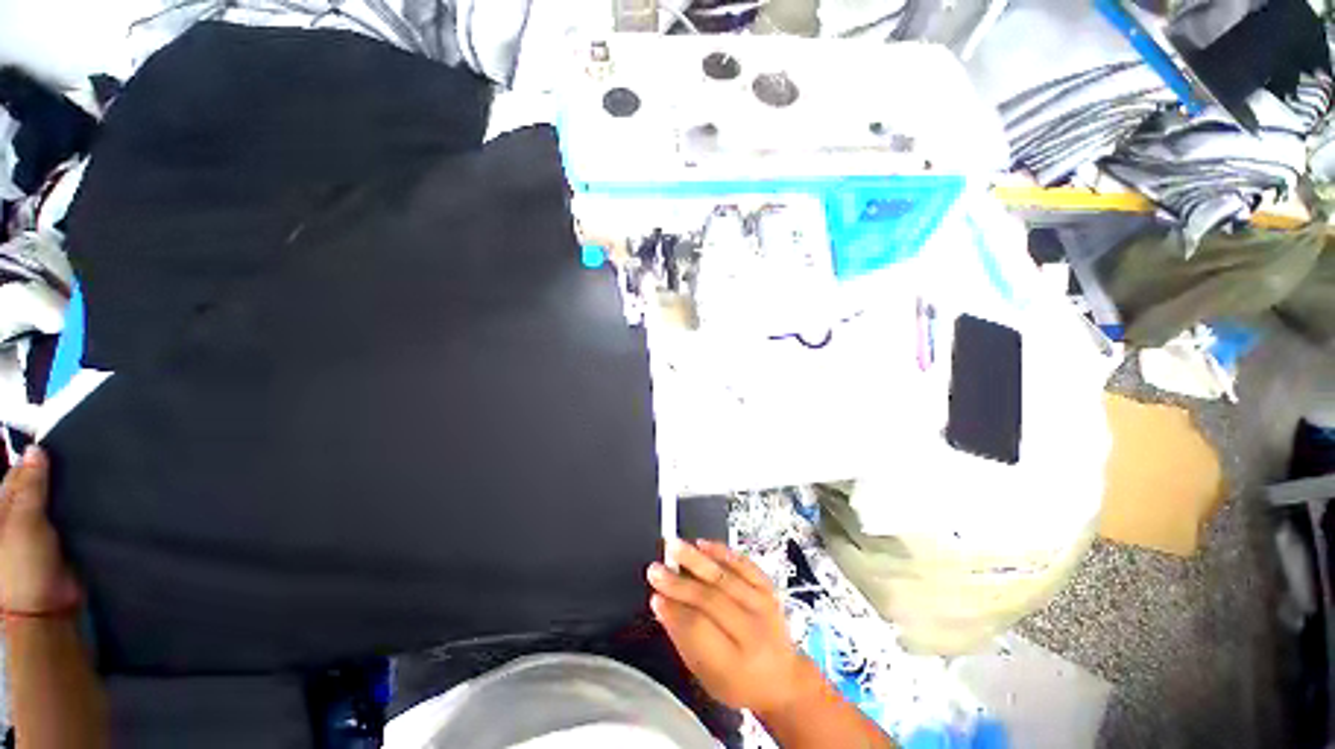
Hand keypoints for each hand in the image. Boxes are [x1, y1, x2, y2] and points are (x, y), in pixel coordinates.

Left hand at [0, 447, 80, 615]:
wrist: (47, 610)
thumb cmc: (23, 565)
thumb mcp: (24, 522)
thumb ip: (30, 486)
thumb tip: (36, 449)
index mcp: (2, 508)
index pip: (18, 472)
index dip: (36, 460)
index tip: (60, 446)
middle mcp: (18, 515)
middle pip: (36, 486)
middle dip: (54, 475)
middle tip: (78, 459)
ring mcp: (40, 530)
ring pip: (55, 501)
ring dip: (69, 492)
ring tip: (91, 476)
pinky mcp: (61, 540)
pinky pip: (70, 517)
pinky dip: (80, 508)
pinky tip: (94, 501)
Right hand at [647, 539, 814, 714]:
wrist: (784, 677)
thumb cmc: (738, 681)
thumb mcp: (707, 675)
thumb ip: (683, 639)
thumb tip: (661, 604)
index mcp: (735, 664)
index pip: (699, 630)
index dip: (674, 611)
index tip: (654, 596)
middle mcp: (753, 633)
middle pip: (711, 600)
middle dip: (679, 583)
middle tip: (655, 569)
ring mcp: (764, 607)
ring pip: (725, 578)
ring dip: (696, 560)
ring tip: (674, 546)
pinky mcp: (769, 588)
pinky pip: (744, 564)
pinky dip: (722, 552)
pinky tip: (703, 543)